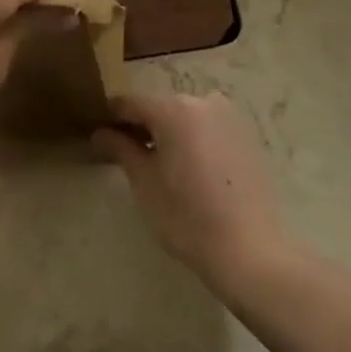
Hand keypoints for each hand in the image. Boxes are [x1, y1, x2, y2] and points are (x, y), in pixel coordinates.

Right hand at [94, 91, 290, 294]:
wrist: (251, 250)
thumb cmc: (188, 218)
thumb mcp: (145, 184)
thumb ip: (120, 149)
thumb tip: (100, 132)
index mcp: (174, 108)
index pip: (131, 103)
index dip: (111, 118)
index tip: (99, 135)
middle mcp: (202, 100)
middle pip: (160, 106)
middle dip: (141, 126)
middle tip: (126, 155)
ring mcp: (228, 115)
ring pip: (185, 116)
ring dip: (169, 132)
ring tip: (159, 166)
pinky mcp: (245, 133)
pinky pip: (208, 126)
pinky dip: (193, 138)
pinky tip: (191, 170)